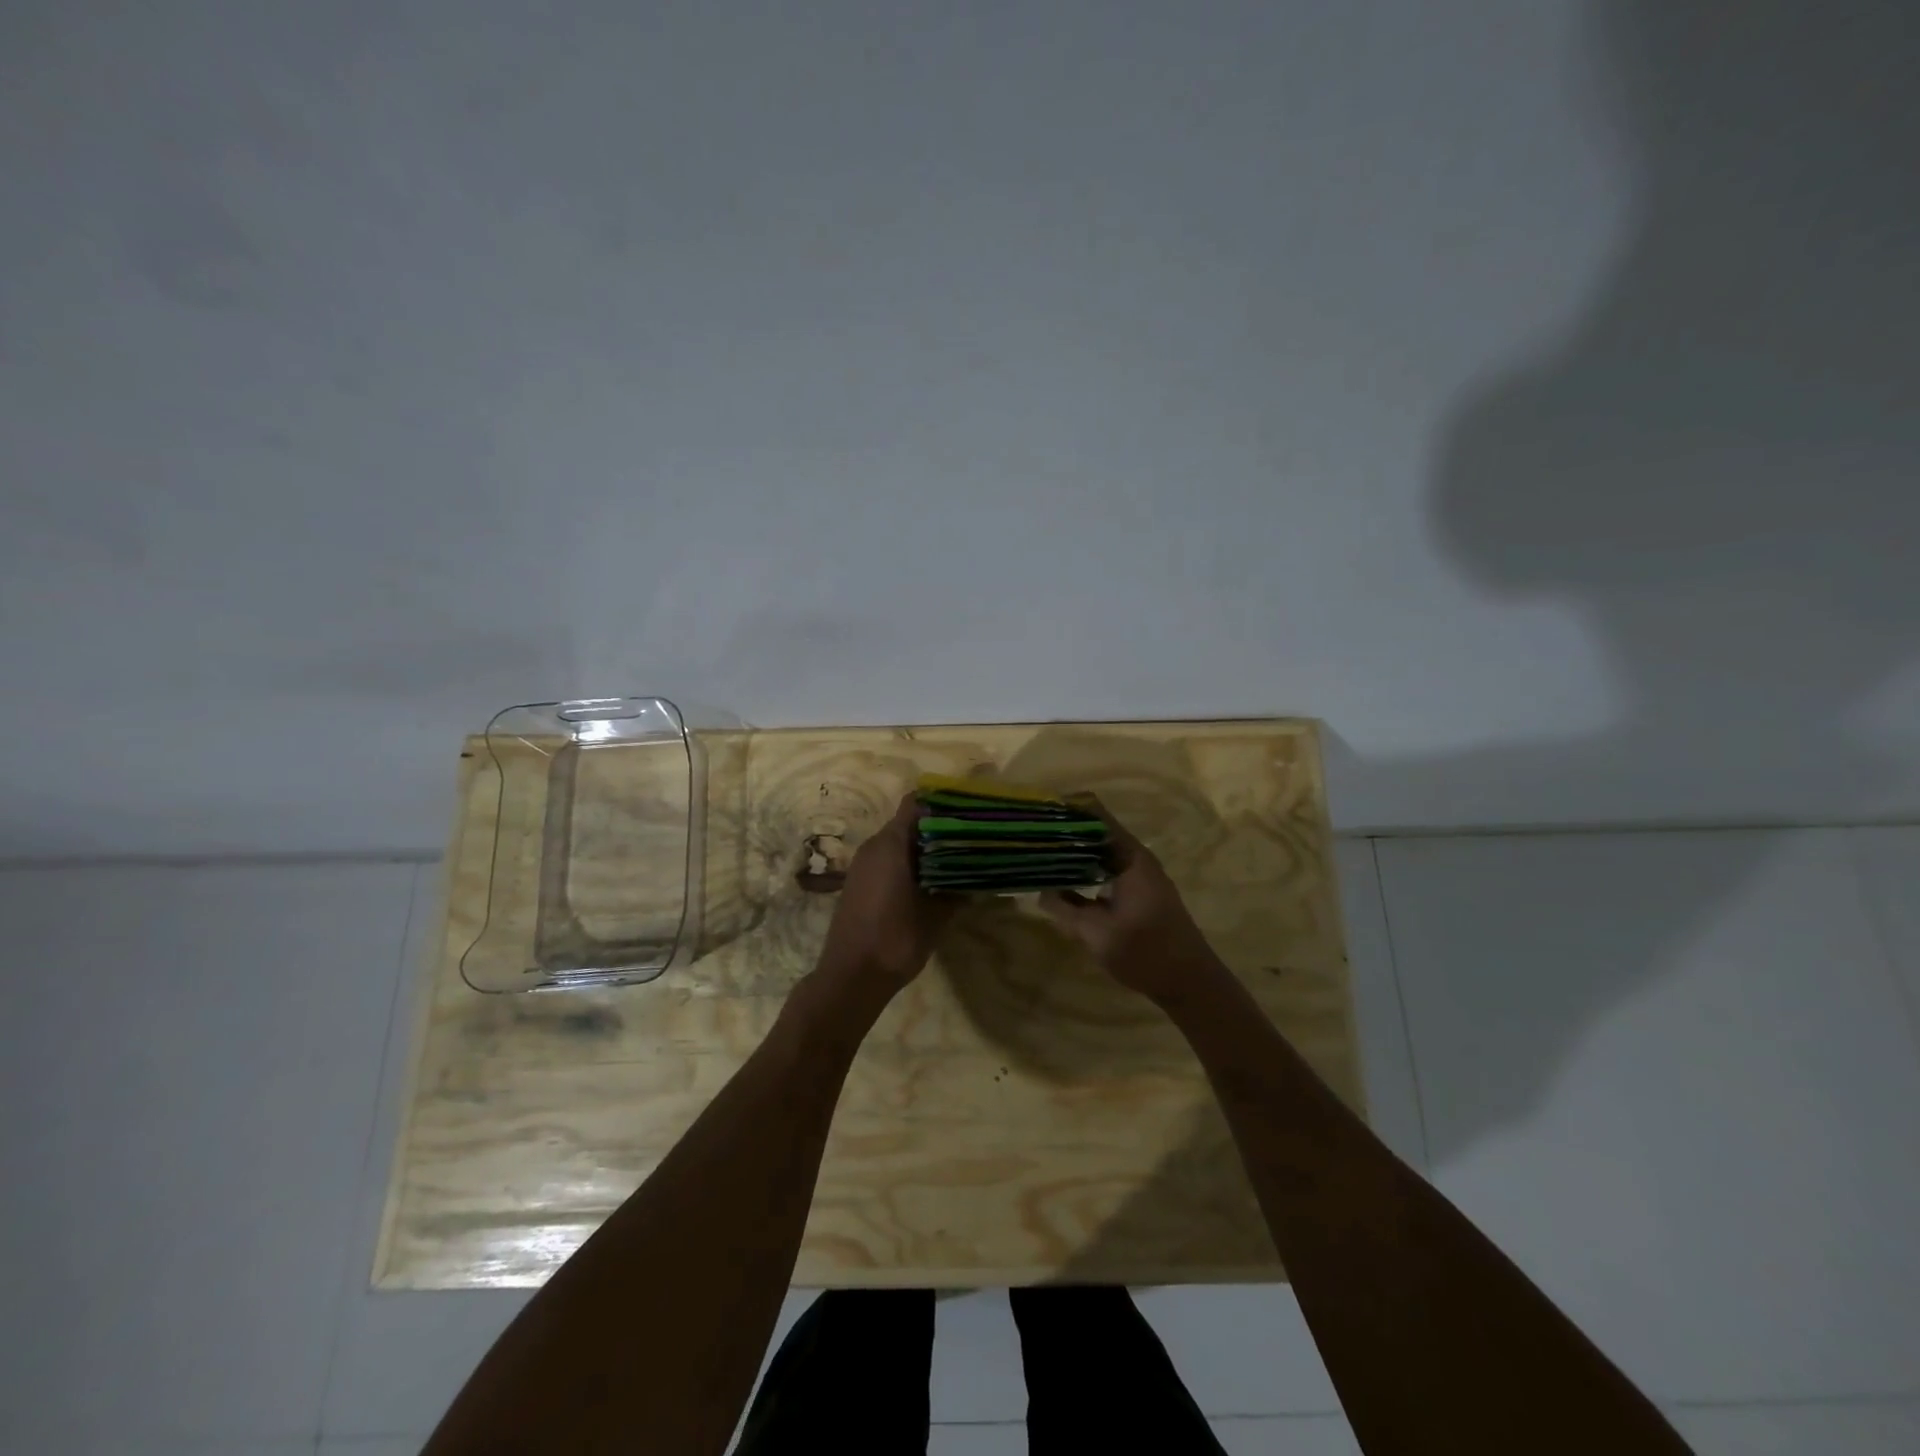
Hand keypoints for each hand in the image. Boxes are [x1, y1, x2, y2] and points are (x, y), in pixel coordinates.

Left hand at [816, 794, 952, 998]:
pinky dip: (909, 864)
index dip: (943, 803)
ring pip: (898, 843)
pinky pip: (888, 861)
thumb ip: (958, 890)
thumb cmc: (896, 938)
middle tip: (970, 838)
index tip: (969, 811)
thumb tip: (979, 876)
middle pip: (909, 822)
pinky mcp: (860, 883)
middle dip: (939, 827)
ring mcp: (863, 865)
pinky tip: (931, 883)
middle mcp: (874, 846)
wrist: (851, 977)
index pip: (917, 804)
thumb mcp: (937, 914)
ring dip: (924, 849)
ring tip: (956, 861)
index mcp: (891, 844)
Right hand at [1040, 805, 1228, 1005]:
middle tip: (1031, 836)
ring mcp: (1139, 878)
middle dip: (1066, 833)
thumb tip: (1040, 891)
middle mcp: (1136, 860)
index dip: (1068, 810)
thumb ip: (1065, 909)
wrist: (1191, 984)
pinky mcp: (1139, 895)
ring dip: (1075, 854)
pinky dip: (1086, 873)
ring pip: (1101, 854)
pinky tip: (1063, 883)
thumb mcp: (1096, 932)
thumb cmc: (1146, 952)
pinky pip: (1107, 872)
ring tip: (1040, 855)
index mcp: (1130, 857)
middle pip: (1097, 833)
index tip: (1039, 812)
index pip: (1096, 815)